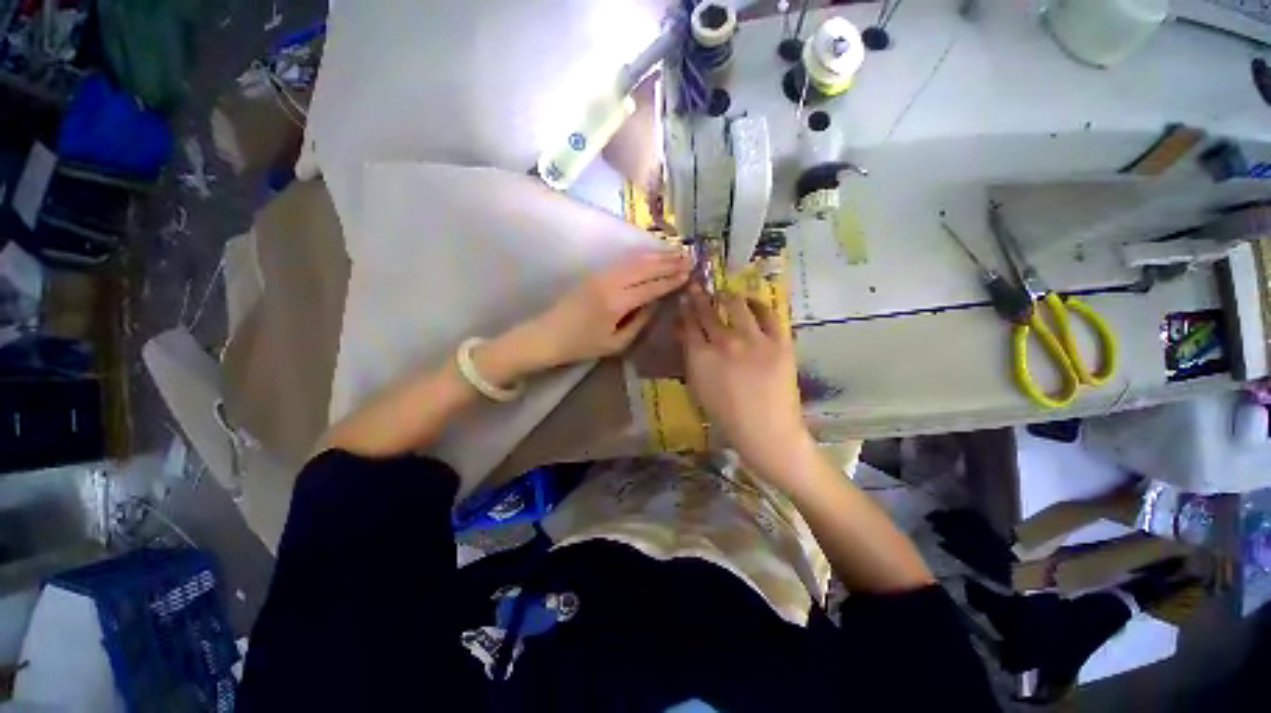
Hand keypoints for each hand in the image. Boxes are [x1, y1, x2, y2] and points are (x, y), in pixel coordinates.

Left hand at [520, 249, 690, 369]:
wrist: (547, 335)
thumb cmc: (582, 345)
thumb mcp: (616, 343)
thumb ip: (639, 322)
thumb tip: (656, 303)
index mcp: (617, 302)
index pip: (651, 286)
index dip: (671, 280)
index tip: (688, 274)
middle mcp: (611, 282)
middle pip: (645, 267)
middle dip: (669, 262)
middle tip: (689, 258)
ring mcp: (601, 274)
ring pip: (635, 260)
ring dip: (657, 255)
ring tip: (677, 253)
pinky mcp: (595, 272)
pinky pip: (624, 261)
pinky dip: (641, 256)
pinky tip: (652, 256)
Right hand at [677, 285, 811, 476]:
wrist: (767, 431)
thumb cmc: (727, 416)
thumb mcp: (699, 387)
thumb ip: (690, 356)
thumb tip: (683, 331)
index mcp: (701, 356)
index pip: (688, 324)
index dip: (684, 309)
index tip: (683, 298)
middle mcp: (725, 342)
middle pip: (708, 311)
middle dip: (699, 297)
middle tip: (697, 287)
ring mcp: (754, 340)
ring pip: (736, 305)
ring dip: (727, 296)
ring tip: (724, 294)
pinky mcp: (779, 341)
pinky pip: (768, 313)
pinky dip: (758, 304)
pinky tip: (751, 302)